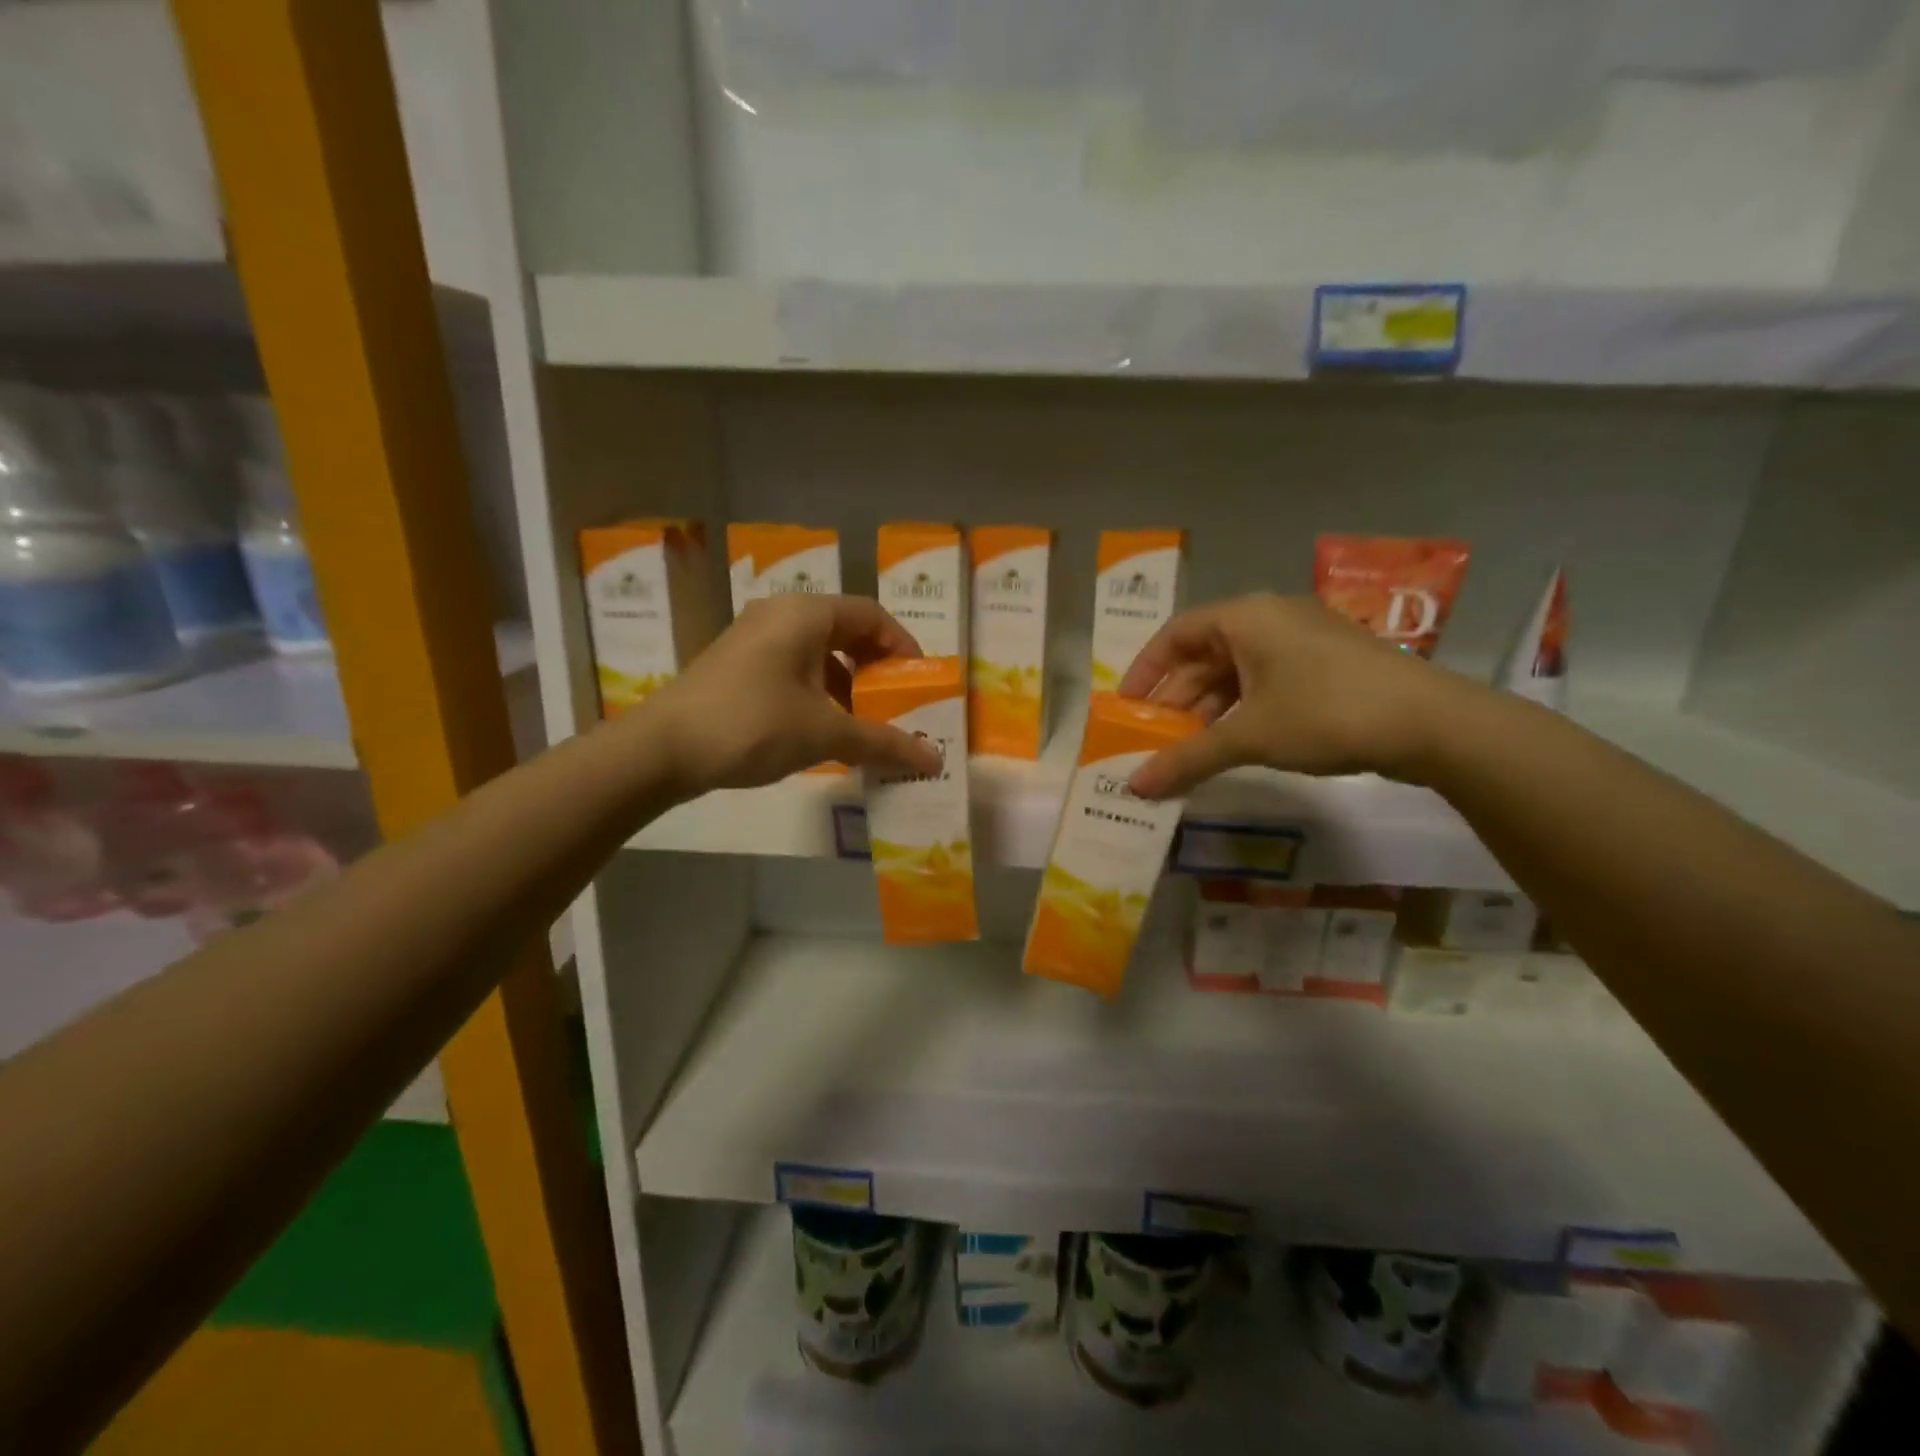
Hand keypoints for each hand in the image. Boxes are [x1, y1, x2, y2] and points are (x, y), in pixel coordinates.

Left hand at [643, 594, 943, 796]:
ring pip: (817, 651)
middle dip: (876, 668)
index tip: (919, 682)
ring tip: (863, 722)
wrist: (662, 749)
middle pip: (845, 630)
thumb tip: (935, 761)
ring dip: (847, 684)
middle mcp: (780, 614)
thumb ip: (883, 742)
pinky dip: (818, 691)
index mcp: (806, 613)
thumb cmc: (753, 725)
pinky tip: (822, 729)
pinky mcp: (737, 665)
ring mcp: (753, 638)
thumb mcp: (824, 733)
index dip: (903, 646)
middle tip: (896, 703)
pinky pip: (792, 667)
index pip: (871, 615)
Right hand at [1117, 594, 1451, 798]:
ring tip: (1190, 748)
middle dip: (1177, 697)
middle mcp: (1271, 618)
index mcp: (1246, 617)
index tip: (1127, 705)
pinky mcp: (1328, 664)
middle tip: (1156, 737)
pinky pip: (1266, 680)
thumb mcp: (1250, 736)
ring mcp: (1303, 640)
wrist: (1432, 723)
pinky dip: (1242, 708)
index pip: (1176, 633)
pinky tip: (1234, 741)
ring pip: (1237, 670)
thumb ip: (1188, 758)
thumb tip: (1134, 787)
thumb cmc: (1326, 713)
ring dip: (1208, 708)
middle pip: (1205, 653)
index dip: (1146, 669)